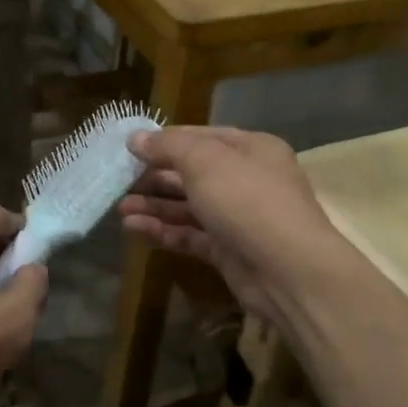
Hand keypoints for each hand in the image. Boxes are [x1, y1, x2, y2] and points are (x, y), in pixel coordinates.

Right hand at [119, 126, 342, 332]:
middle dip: (155, 177)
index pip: (202, 136)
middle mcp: (247, 180)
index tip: (129, 147)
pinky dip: (164, 231)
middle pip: (193, 173)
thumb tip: (136, 138)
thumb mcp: (204, 161)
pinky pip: (191, 235)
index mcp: (251, 149)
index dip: (165, 140)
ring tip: (120, 209)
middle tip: (119, 182)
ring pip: (189, 207)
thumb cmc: (247, 200)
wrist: (288, 270)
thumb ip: (168, 146)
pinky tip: (134, 230)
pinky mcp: (229, 251)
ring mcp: (239, 218)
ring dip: (155, 206)